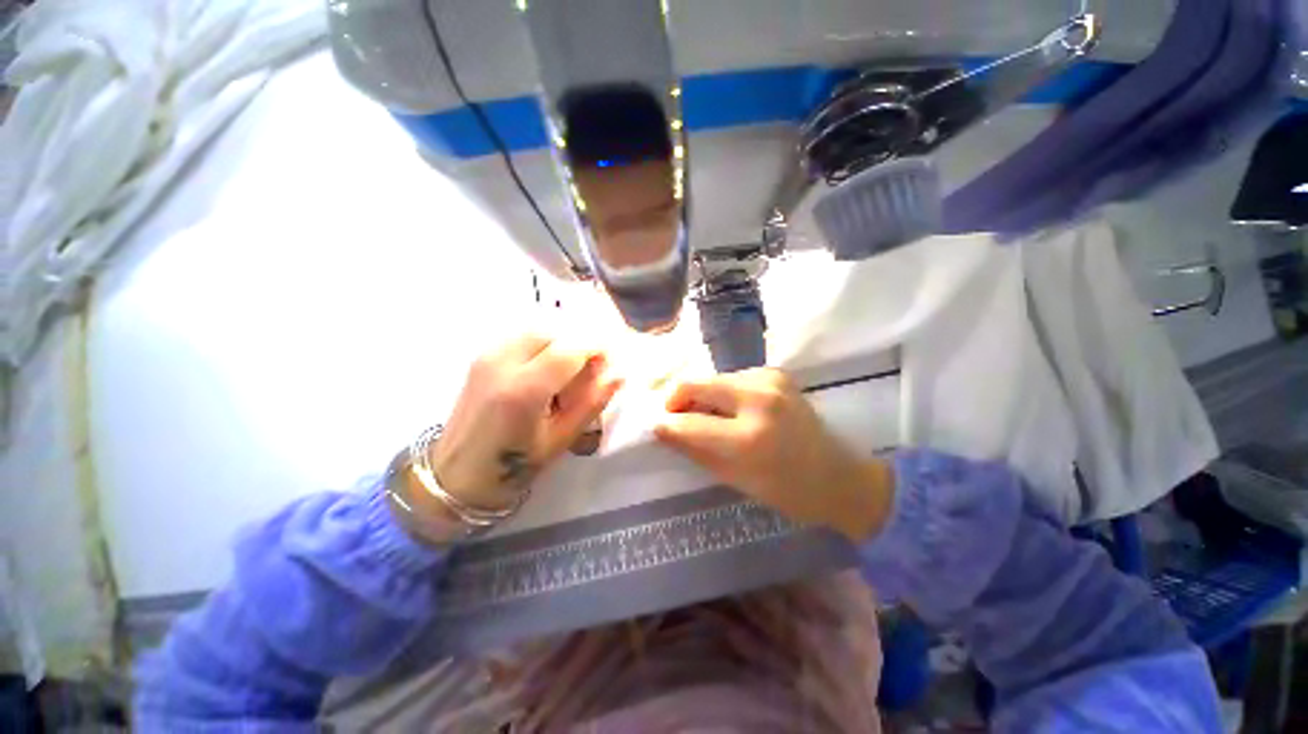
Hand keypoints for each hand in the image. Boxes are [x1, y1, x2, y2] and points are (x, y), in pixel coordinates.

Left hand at [432, 334, 622, 509]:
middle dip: (580, 340)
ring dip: (562, 338)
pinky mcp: (482, 355)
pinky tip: (548, 365)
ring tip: (571, 365)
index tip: (611, 359)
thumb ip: (592, 402)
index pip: (570, 348)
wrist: (457, 474)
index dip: (597, 346)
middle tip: (592, 365)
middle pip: (553, 329)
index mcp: (524, 390)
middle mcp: (503, 363)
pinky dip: (544, 341)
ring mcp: (488, 355)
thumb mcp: (561, 439)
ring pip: (536, 326)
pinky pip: (521, 334)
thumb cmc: (515, 465)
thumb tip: (620, 374)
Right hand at [653, 368, 892, 540]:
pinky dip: (723, 392)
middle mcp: (758, 398)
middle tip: (672, 415)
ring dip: (701, 396)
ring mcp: (770, 380)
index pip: (688, 423)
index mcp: (748, 437)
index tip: (656, 426)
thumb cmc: (786, 490)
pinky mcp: (776, 373)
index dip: (666, 424)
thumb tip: (663, 429)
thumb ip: (694, 449)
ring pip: (712, 379)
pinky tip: (731, 409)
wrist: (838, 476)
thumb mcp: (734, 478)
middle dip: (676, 399)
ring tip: (706, 416)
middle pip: (695, 384)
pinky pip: (732, 378)